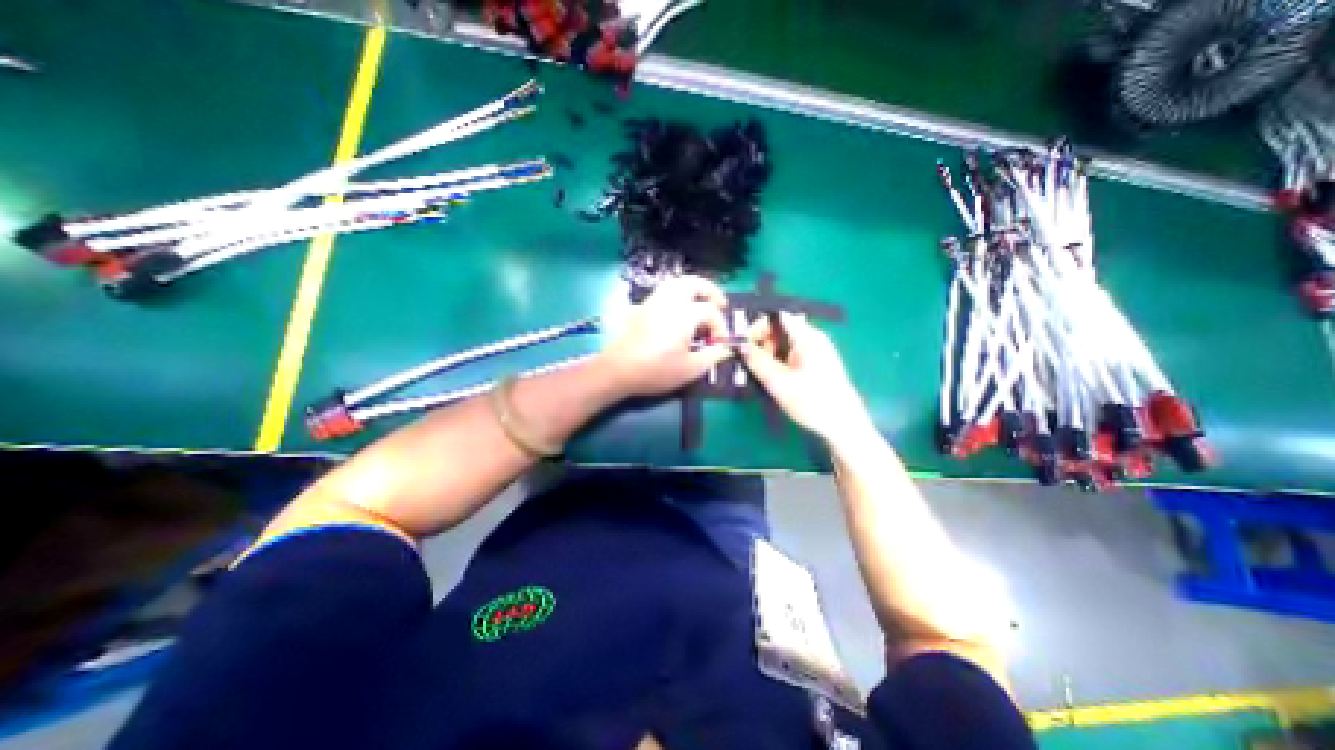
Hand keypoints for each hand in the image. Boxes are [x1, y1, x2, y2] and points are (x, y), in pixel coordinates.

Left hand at [599, 277, 735, 398]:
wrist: (618, 370)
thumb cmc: (656, 370)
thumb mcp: (691, 369)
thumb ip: (714, 356)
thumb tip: (727, 348)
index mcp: (684, 314)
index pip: (711, 312)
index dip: (721, 327)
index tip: (720, 344)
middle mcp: (670, 301)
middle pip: (694, 283)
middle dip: (711, 292)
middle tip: (720, 306)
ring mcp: (654, 302)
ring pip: (677, 283)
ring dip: (694, 290)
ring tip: (702, 304)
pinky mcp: (643, 307)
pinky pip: (664, 291)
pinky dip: (678, 294)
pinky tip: (680, 311)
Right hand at [735, 309, 872, 441]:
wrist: (844, 426)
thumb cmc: (812, 402)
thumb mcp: (779, 382)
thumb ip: (757, 361)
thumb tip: (739, 344)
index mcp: (808, 337)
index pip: (777, 317)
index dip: (757, 327)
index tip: (743, 346)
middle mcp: (814, 339)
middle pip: (780, 330)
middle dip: (762, 344)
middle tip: (751, 365)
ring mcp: (817, 351)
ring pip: (784, 344)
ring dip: (769, 355)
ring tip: (761, 375)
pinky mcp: (817, 364)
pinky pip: (792, 355)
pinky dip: (779, 363)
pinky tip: (774, 379)